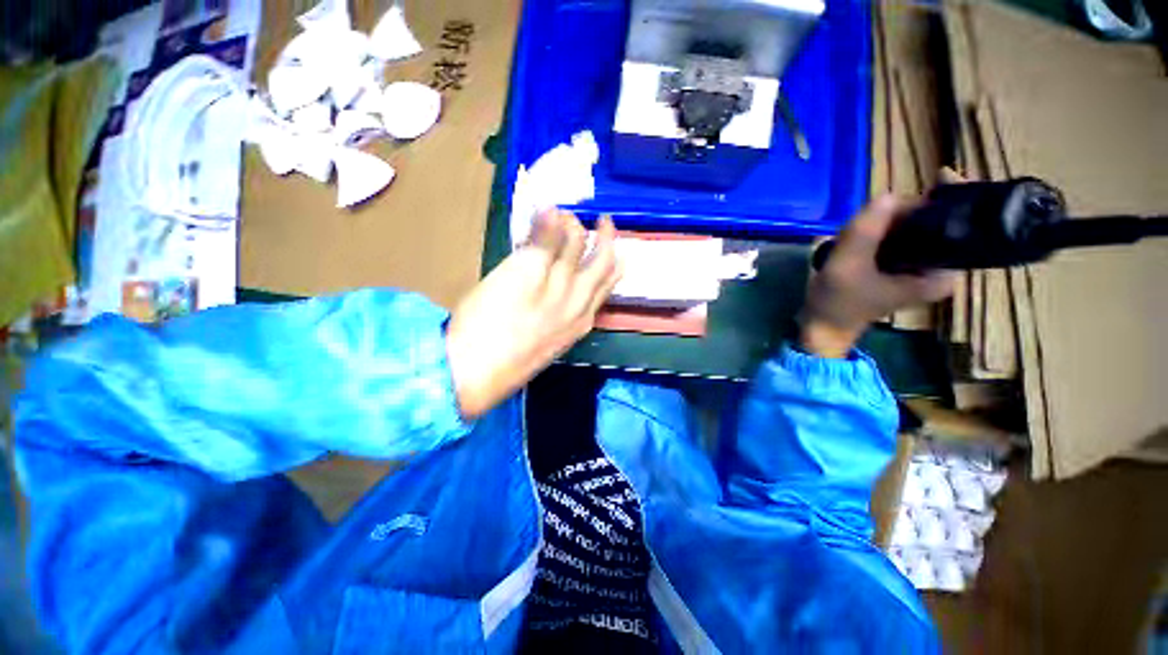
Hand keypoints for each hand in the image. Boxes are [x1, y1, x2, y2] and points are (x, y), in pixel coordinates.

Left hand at [446, 210, 620, 418]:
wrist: (476, 371)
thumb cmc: (508, 361)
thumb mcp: (546, 340)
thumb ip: (558, 315)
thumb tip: (560, 288)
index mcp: (582, 322)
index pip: (608, 283)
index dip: (611, 261)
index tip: (604, 247)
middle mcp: (579, 301)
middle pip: (604, 260)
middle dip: (607, 236)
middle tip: (603, 221)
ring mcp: (557, 284)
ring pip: (578, 243)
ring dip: (574, 224)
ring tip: (561, 214)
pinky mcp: (531, 269)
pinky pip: (548, 236)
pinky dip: (548, 219)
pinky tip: (546, 209)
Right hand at [801, 194, 956, 357]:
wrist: (823, 325)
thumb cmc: (837, 302)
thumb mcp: (846, 267)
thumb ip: (864, 233)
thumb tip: (887, 195)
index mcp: (942, 273)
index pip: (959, 225)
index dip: (951, 199)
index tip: (940, 176)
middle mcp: (940, 268)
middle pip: (933, 221)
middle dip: (900, 214)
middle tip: (864, 221)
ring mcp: (920, 266)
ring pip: (913, 226)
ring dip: (884, 222)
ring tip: (853, 236)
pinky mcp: (902, 265)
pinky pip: (899, 236)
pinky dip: (880, 230)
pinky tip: (857, 238)